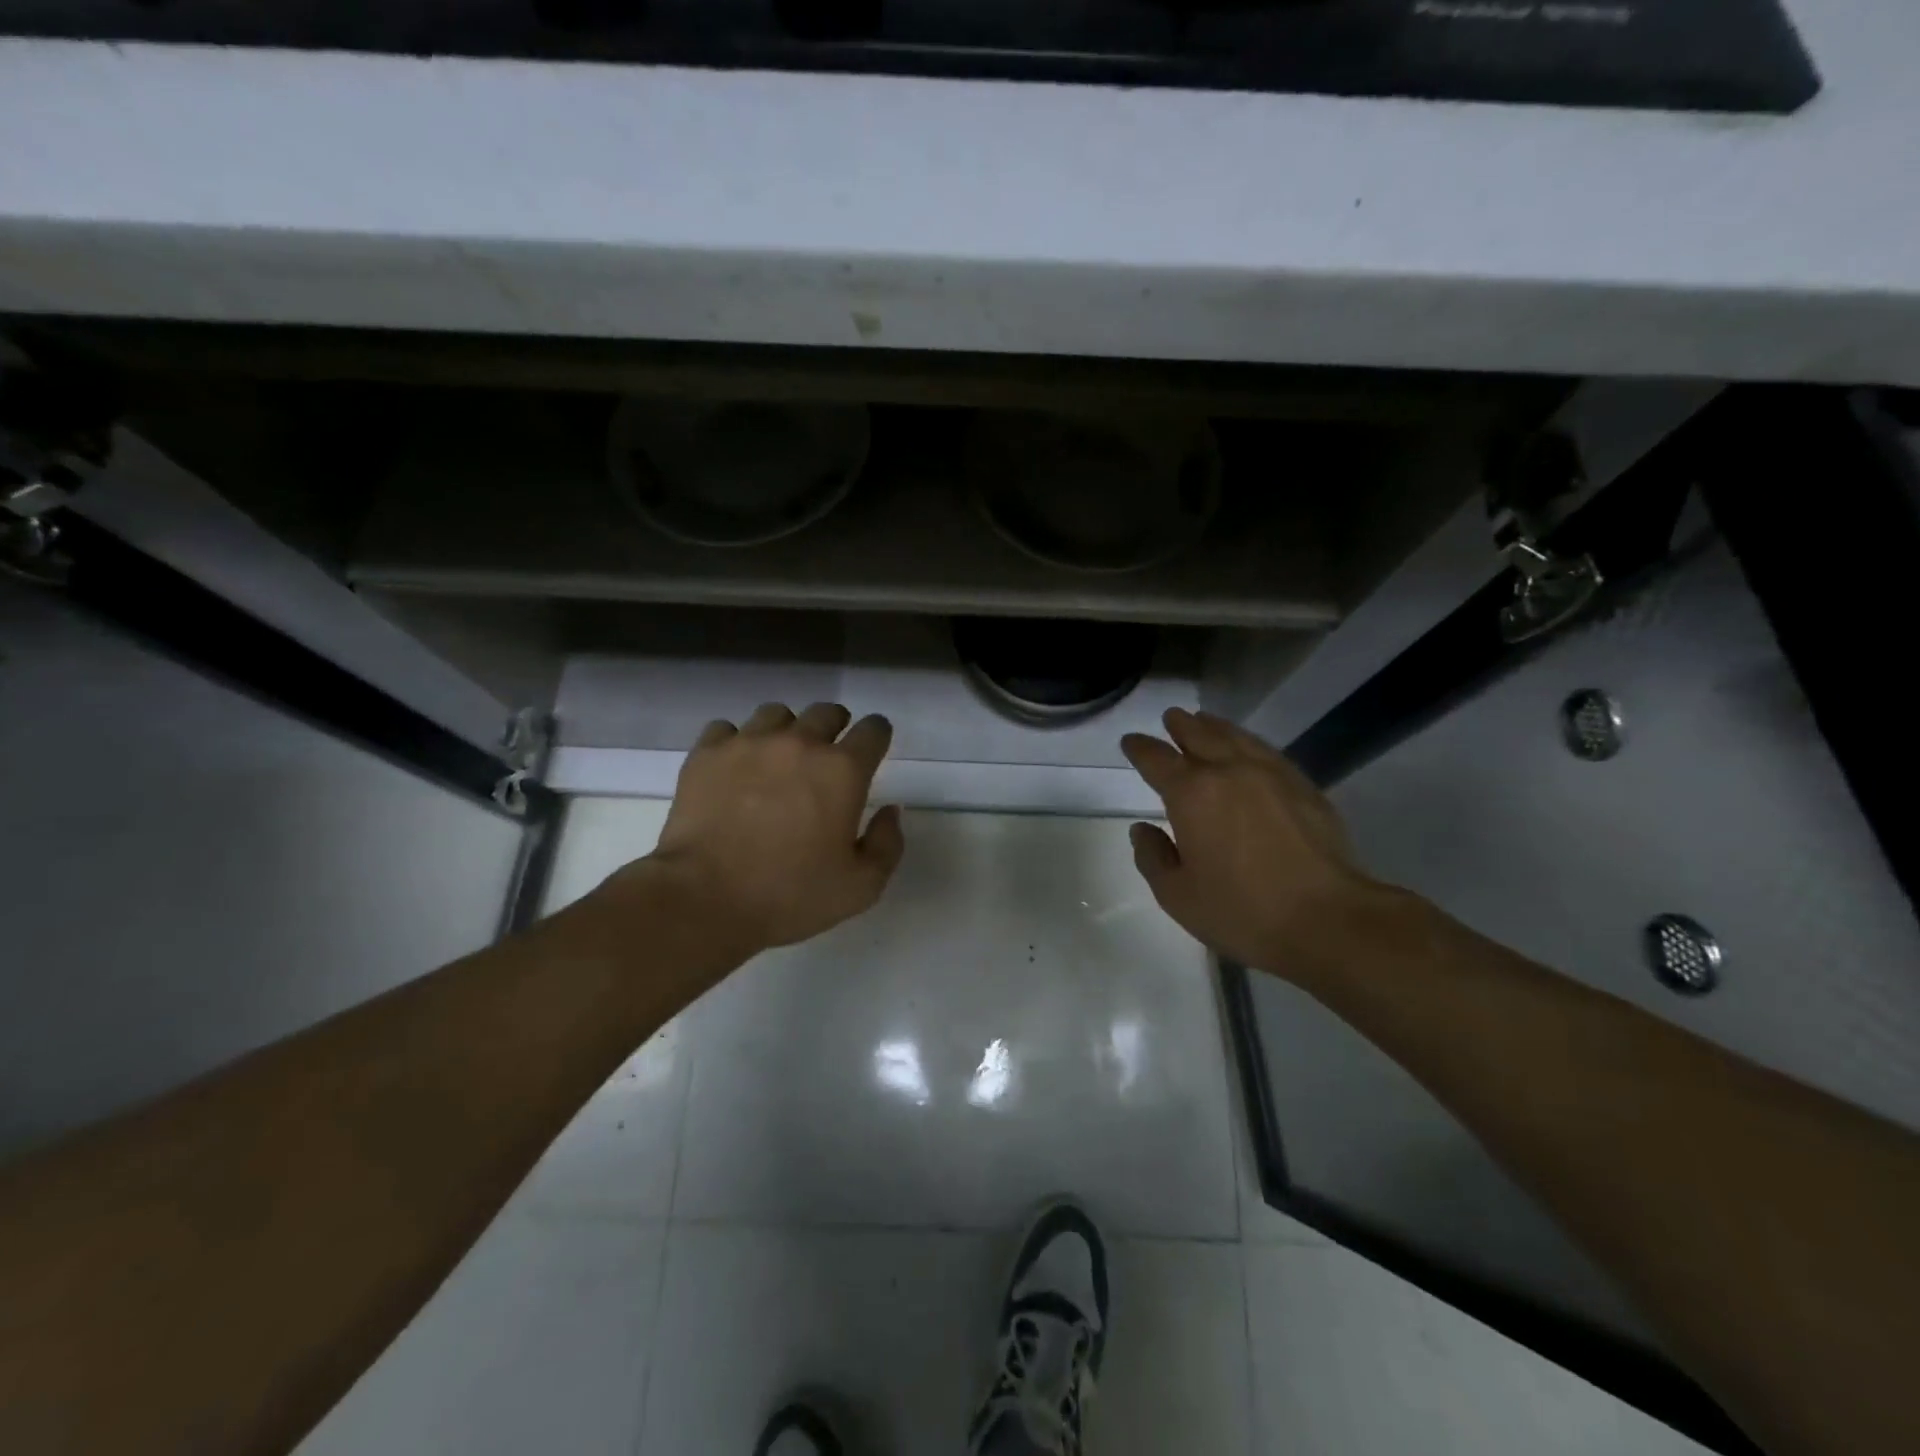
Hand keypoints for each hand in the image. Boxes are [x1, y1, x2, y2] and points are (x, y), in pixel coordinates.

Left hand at [621, 702, 904, 957]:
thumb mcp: (861, 887)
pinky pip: (727, 729)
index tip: (872, 750)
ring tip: (778, 760)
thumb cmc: (790, 895)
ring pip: (776, 714)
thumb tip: (889, 810)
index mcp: (842, 770)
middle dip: (835, 728)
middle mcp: (799, 743)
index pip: (873, 729)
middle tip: (827, 757)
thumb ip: (887, 843)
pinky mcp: (707, 753)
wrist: (704, 899)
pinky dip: (736, 743)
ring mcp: (749, 743)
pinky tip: (735, 769)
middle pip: (827, 712)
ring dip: (786, 731)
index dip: (877, 736)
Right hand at [1121, 708, 1385, 979]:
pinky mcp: (1303, 787)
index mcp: (1191, 794)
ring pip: (1236, 737)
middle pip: (1199, 735)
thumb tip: (1142, 829)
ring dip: (1215, 726)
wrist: (1327, 918)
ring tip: (1204, 721)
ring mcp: (1270, 774)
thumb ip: (1153, 857)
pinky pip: (1267, 751)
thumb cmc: (1242, 910)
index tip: (1131, 742)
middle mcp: (1229, 771)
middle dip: (1181, 725)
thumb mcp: (1177, 895)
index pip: (1157, 759)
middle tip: (1171, 717)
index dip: (1140, 748)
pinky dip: (1248, 743)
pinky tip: (1249, 749)